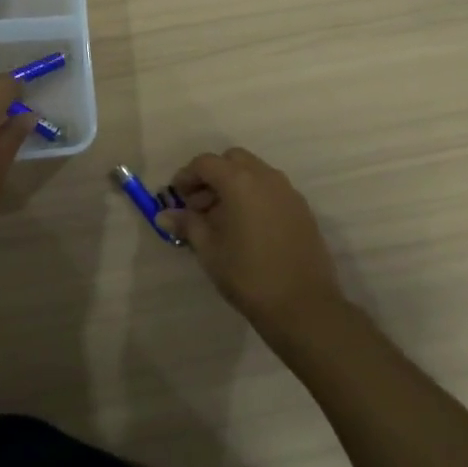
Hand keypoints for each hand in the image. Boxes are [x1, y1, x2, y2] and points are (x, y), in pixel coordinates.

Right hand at [160, 147, 344, 339]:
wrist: (304, 306)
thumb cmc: (248, 275)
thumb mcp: (209, 250)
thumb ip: (187, 224)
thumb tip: (164, 215)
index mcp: (239, 181)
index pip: (205, 163)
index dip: (187, 176)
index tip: (177, 197)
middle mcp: (266, 177)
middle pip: (232, 160)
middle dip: (212, 176)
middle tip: (199, 205)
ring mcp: (288, 192)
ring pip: (254, 172)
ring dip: (234, 184)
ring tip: (222, 219)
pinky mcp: (302, 210)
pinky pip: (272, 189)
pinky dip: (254, 196)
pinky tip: (248, 228)